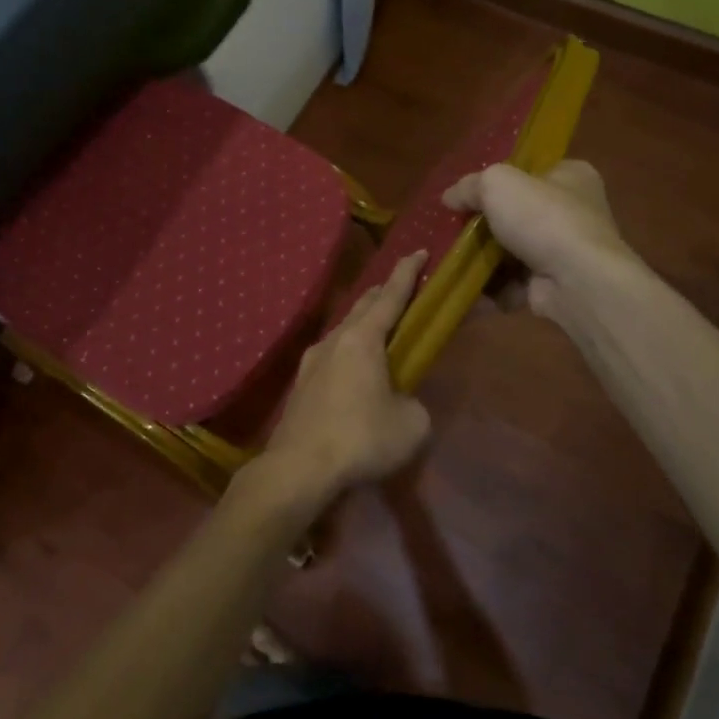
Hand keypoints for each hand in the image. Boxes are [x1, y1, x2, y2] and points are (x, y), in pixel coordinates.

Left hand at [244, 250, 432, 506]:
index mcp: (363, 339)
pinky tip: (354, 371)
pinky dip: (349, 352)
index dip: (408, 273)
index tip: (419, 251)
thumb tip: (401, 401)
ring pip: (344, 331)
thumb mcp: (411, 424)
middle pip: (363, 307)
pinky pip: (332, 356)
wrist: (299, 467)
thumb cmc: (361, 438)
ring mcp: (312, 361)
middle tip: (402, 289)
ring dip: (364, 325)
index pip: (391, 296)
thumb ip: (414, 403)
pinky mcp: (301, 384)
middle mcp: (334, 340)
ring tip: (380, 331)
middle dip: (384, 294)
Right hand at [443, 161, 636, 320]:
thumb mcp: (497, 184)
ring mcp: (565, 252)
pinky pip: (514, 284)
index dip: (499, 182)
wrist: (577, 280)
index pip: (531, 173)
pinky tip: (470, 290)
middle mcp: (574, 212)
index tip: (469, 195)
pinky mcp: (555, 285)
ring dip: (484, 261)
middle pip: (517, 215)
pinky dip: (492, 289)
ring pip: (512, 252)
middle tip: (456, 231)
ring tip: (454, 263)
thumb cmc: (542, 218)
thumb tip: (450, 197)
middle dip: (485, 227)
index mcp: (572, 177)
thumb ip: (469, 186)